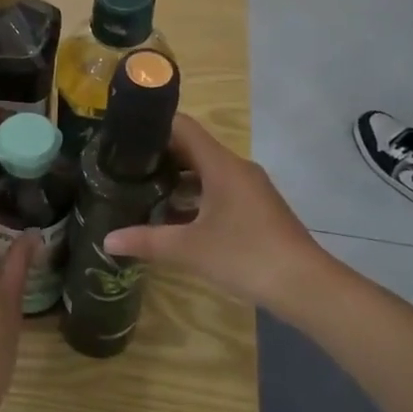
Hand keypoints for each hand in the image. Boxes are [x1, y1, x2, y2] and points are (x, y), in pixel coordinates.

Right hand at [103, 115, 324, 310]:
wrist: (306, 285)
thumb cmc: (245, 255)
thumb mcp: (189, 249)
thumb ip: (146, 241)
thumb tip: (107, 240)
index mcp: (221, 165)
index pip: (182, 127)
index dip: (152, 126)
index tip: (123, 135)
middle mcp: (236, 168)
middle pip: (192, 148)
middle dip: (158, 155)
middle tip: (123, 166)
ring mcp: (249, 188)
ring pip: (205, 171)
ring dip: (176, 178)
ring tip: (141, 191)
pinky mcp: (255, 208)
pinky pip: (218, 190)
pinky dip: (194, 196)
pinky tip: (173, 218)